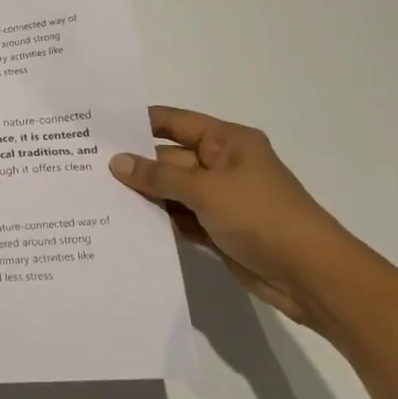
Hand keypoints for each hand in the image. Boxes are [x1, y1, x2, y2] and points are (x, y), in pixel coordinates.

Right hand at [109, 107, 371, 327]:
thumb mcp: (206, 190)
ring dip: (142, 194)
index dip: (138, 122)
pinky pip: (178, 217)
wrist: (313, 276)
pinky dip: (157, 219)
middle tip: (85, 166)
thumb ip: (158, 176)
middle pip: (167, 157)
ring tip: (94, 194)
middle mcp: (221, 164)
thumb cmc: (263, 217)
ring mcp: (219, 198)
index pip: (173, 122)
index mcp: (226, 141)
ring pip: (170, 189)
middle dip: (133, 164)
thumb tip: (116, 162)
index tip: (98, 127)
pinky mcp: (216, 228)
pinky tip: (123, 222)